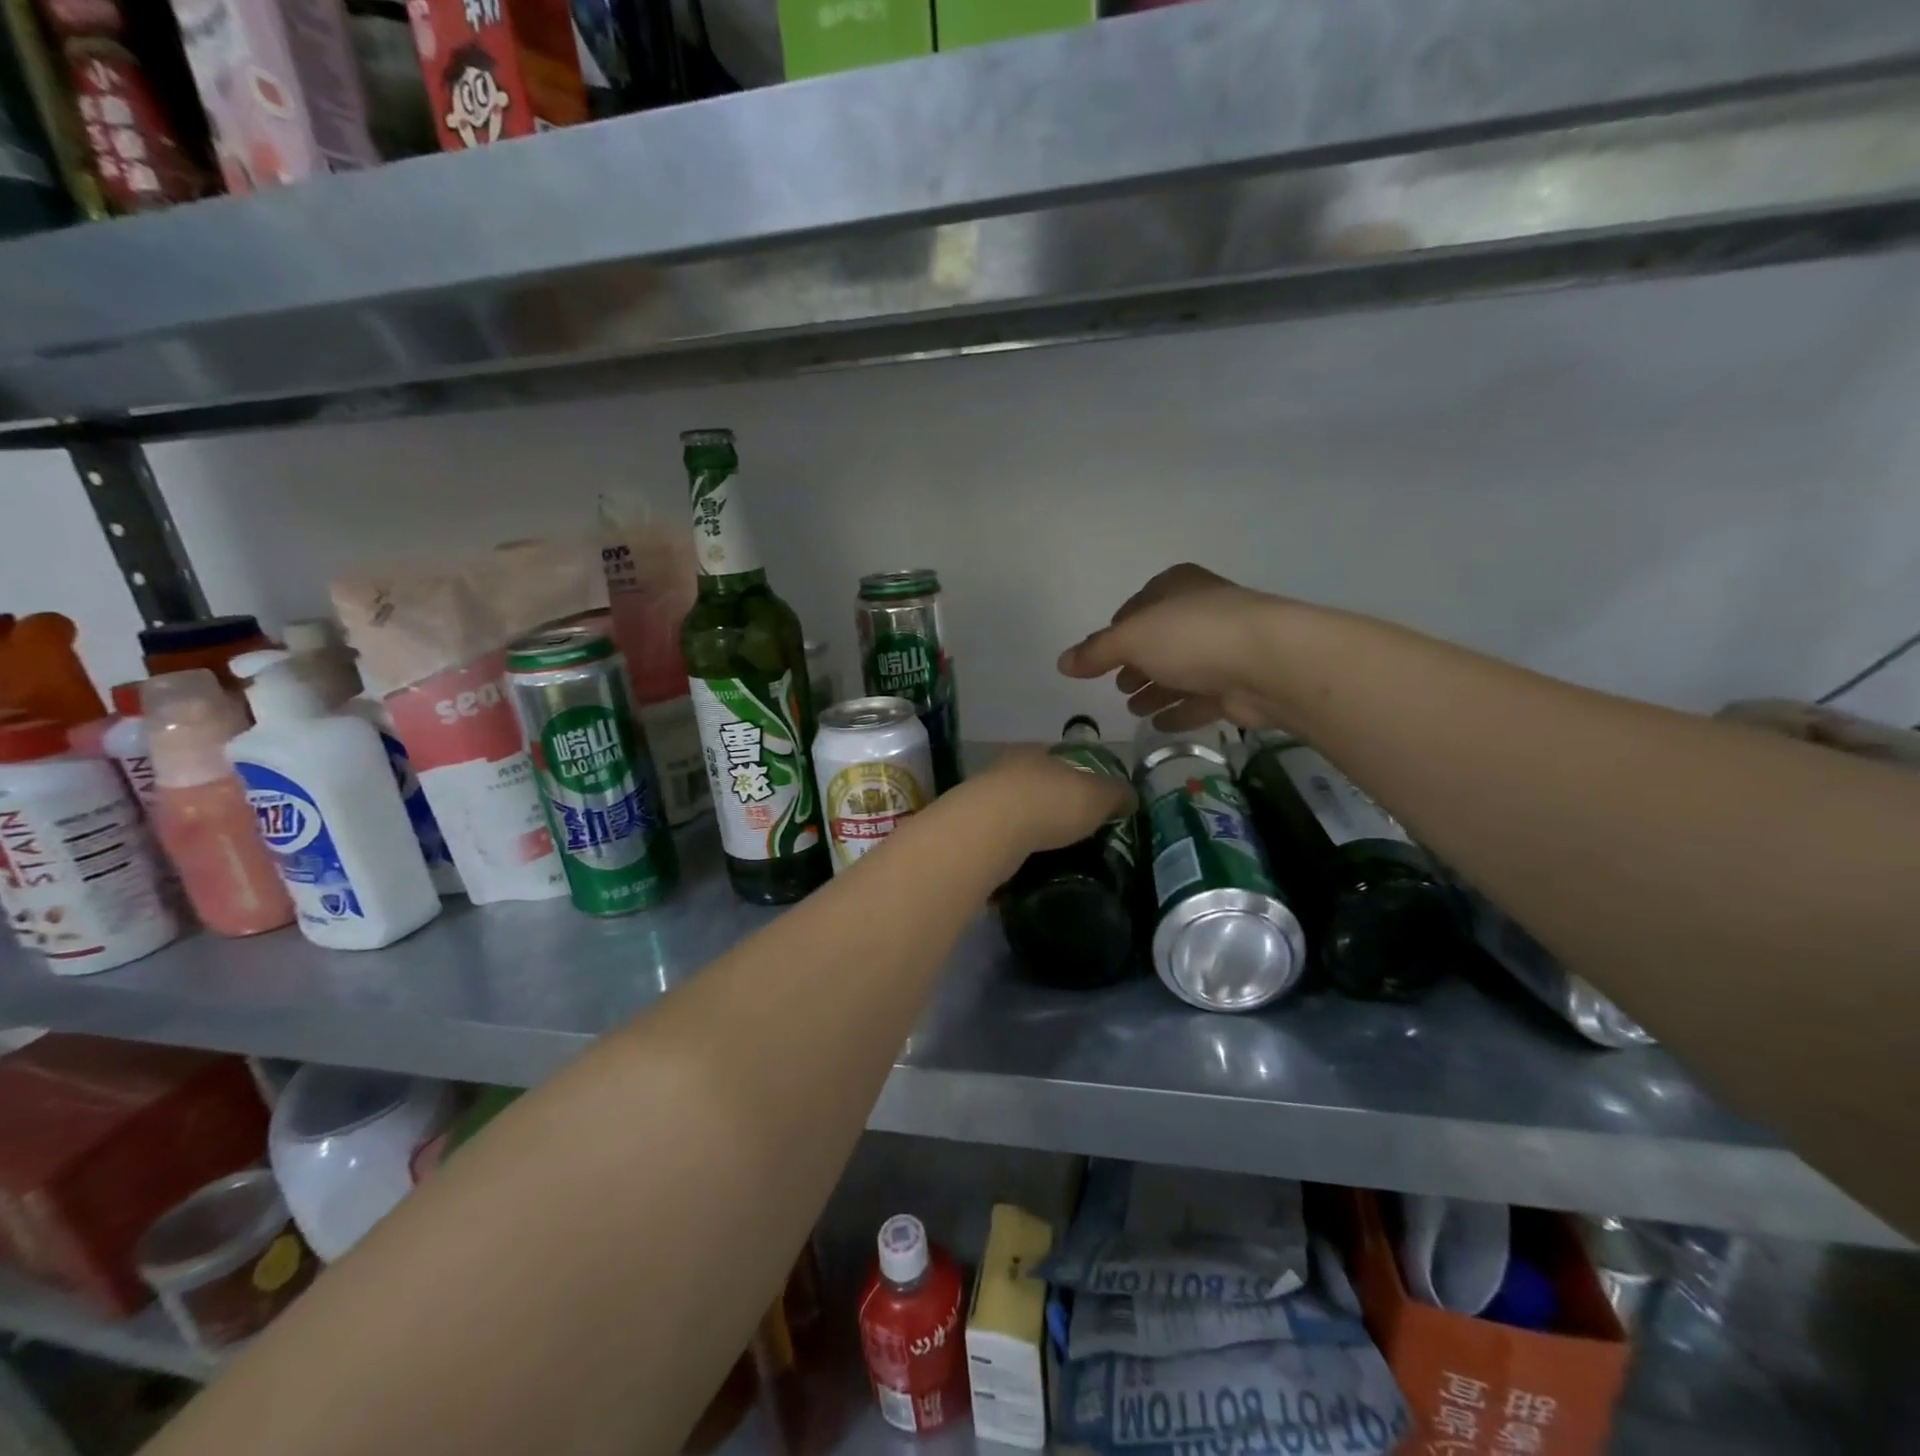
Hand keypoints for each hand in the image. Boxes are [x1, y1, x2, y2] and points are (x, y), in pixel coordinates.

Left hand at [961, 750, 1134, 857]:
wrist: (990, 831)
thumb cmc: (1049, 802)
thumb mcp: (1097, 796)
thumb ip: (1116, 794)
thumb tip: (1129, 797)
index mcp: (1036, 752)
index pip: (1061, 758)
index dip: (1079, 777)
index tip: (1091, 801)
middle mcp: (1006, 769)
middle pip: (1036, 785)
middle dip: (1052, 805)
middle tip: (1074, 830)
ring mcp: (984, 799)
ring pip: (1014, 813)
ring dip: (1030, 829)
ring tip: (1052, 853)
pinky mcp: (972, 831)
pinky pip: (1000, 840)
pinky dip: (1013, 851)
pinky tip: (1026, 866)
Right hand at [1057, 564, 1290, 730]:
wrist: (1270, 664)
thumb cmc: (1193, 637)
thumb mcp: (1133, 638)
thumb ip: (1097, 652)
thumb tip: (1062, 663)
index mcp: (1178, 587)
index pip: (1140, 605)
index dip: (1119, 629)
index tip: (1102, 655)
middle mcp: (1203, 612)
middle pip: (1161, 641)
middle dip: (1137, 663)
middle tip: (1119, 686)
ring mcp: (1225, 649)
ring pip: (1182, 671)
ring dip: (1157, 690)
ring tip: (1134, 709)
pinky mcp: (1240, 685)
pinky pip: (1202, 699)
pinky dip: (1180, 710)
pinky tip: (1159, 724)